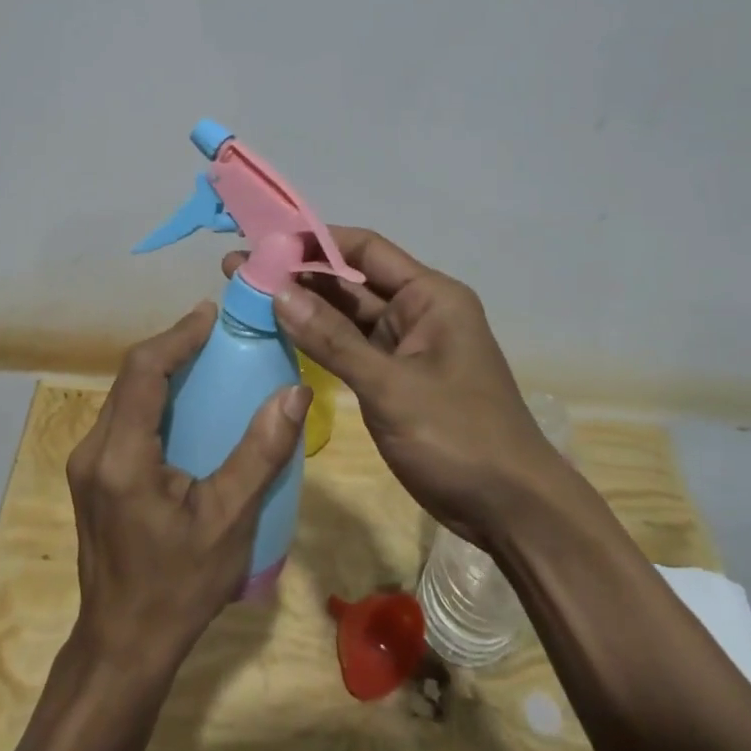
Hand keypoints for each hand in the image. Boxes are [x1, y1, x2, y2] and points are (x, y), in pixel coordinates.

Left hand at [66, 303, 309, 676]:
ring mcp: (86, 464)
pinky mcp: (92, 476)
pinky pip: (122, 418)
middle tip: (216, 333)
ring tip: (205, 359)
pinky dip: (153, 399)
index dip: (177, 335)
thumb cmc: (179, 588)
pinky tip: (185, 407)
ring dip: (160, 371)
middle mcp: (94, 450)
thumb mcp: (229, 522)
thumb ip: (260, 453)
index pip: (143, 371)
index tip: (211, 314)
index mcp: (121, 457)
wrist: (123, 645)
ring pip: (123, 396)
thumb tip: (294, 392)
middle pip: (129, 378)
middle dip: (171, 347)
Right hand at [223, 228, 565, 551]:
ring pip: (346, 316)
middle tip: (238, 268)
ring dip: (302, 307)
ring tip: (246, 294)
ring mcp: (405, 347)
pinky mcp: (394, 379)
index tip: (264, 240)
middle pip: (350, 281)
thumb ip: (332, 340)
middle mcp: (417, 312)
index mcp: (430, 297)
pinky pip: (349, 348)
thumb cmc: (459, 437)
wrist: (511, 510)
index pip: (365, 249)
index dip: (314, 240)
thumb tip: (277, 293)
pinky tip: (278, 333)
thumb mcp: (391, 387)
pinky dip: (317, 340)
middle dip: (298, 274)